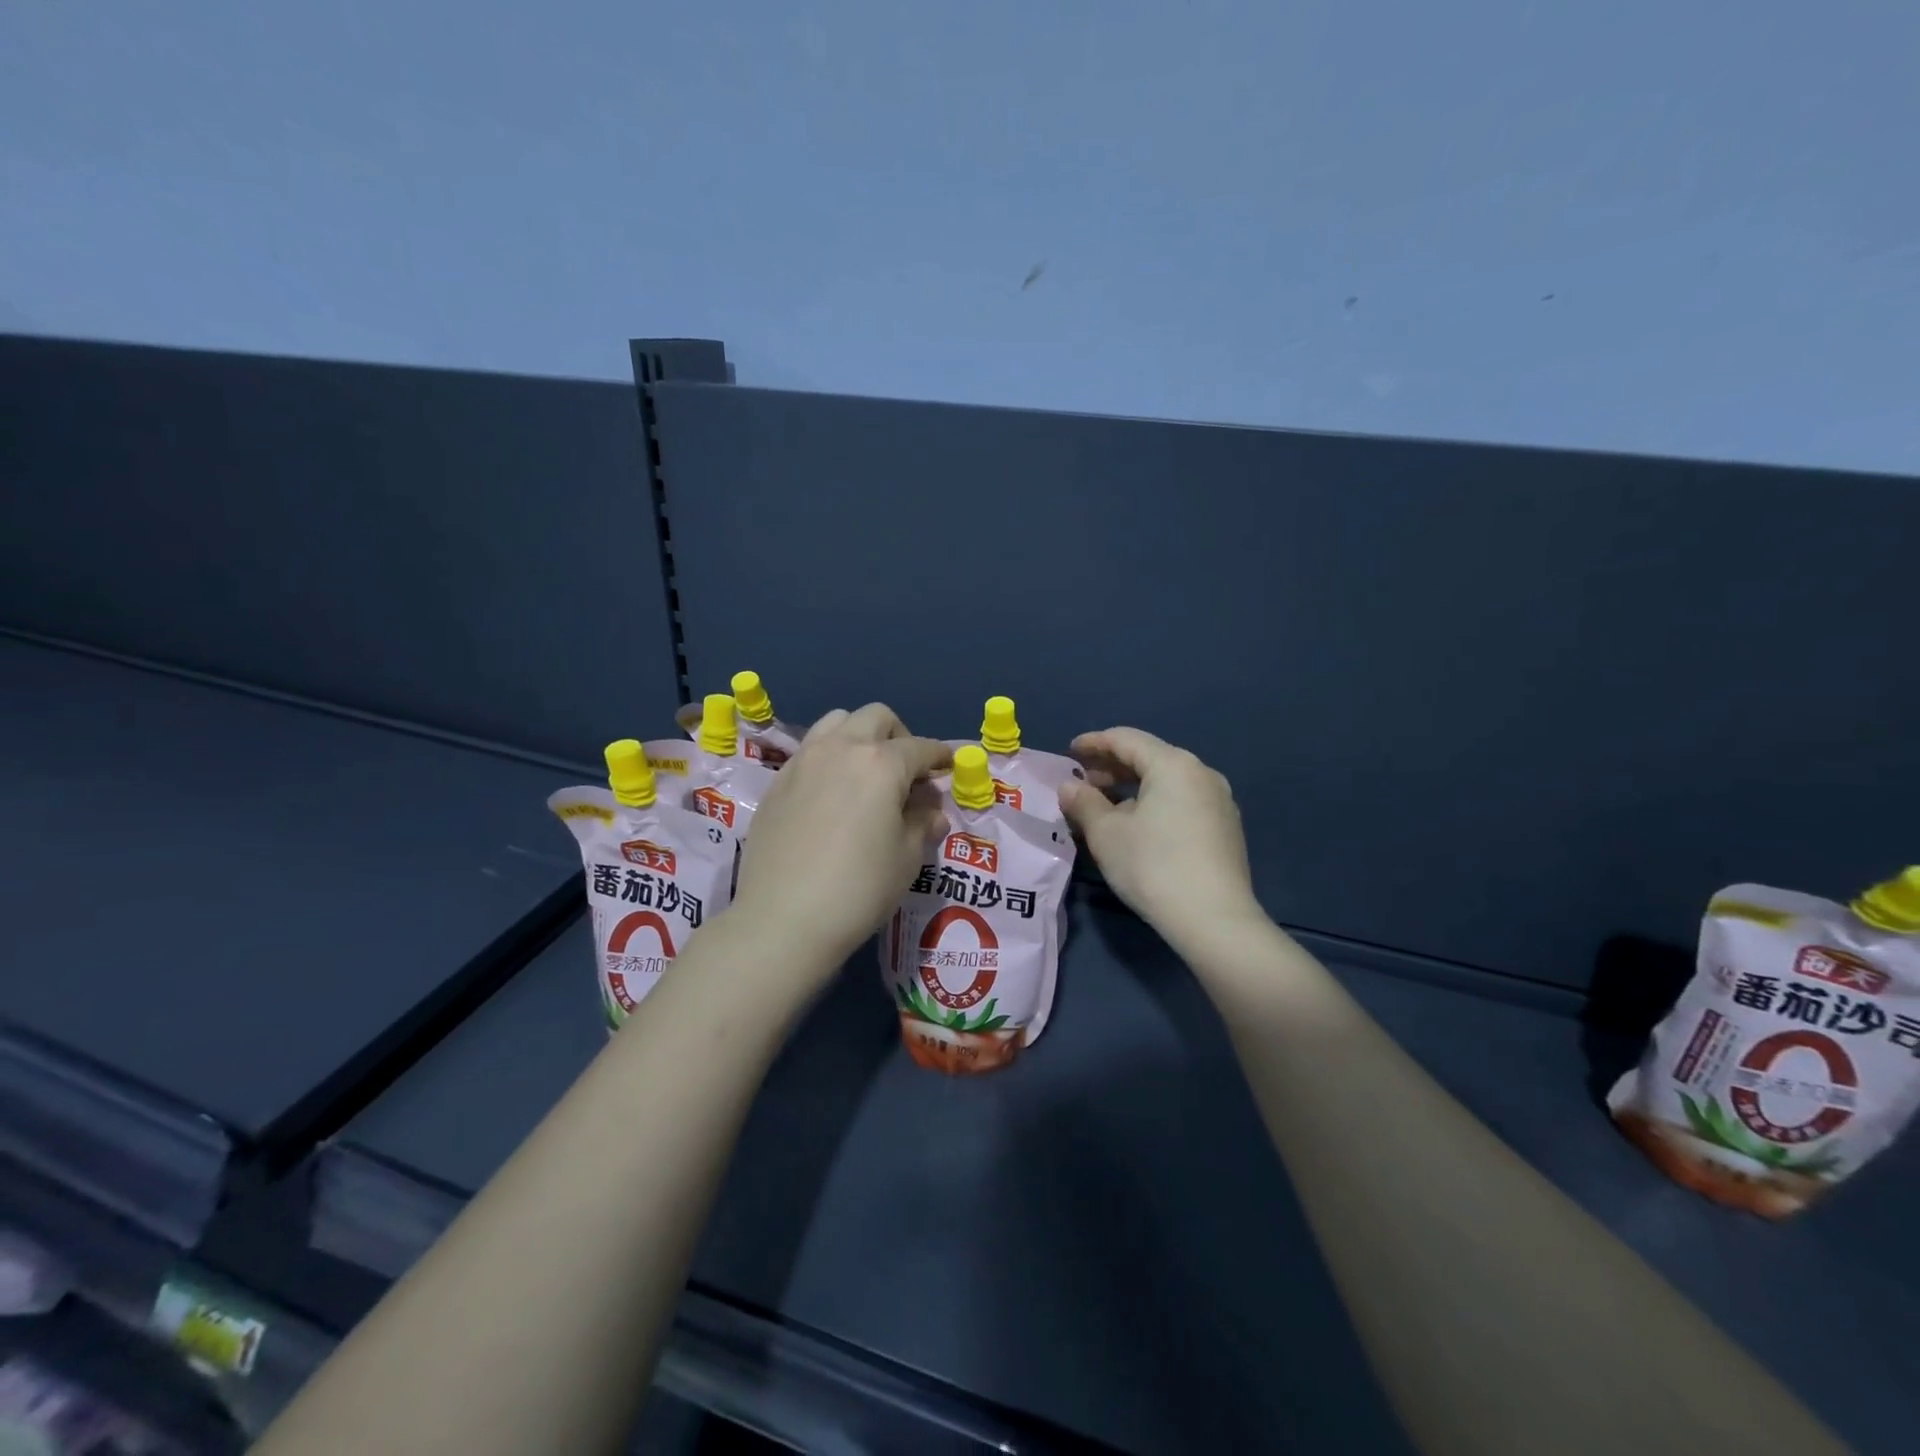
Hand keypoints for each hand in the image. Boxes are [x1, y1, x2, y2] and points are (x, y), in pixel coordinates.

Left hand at [730, 704, 950, 975]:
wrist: (783, 919)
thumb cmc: (859, 889)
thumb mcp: (906, 859)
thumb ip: (921, 824)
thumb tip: (930, 812)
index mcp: (881, 764)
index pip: (921, 747)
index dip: (940, 756)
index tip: (949, 766)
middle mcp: (841, 749)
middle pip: (876, 718)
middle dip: (900, 736)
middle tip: (907, 771)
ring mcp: (804, 761)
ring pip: (837, 722)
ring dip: (860, 736)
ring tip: (866, 772)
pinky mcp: (778, 781)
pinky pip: (810, 750)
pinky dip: (830, 757)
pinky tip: (832, 793)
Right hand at [1059, 727, 1263, 956]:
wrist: (1214, 919)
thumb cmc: (1153, 866)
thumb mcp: (1106, 834)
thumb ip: (1083, 803)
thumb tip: (1069, 787)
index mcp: (1173, 764)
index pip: (1126, 739)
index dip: (1093, 742)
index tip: (1069, 752)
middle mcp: (1202, 773)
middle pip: (1149, 757)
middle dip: (1112, 766)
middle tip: (1083, 783)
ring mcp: (1219, 800)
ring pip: (1167, 781)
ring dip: (1133, 787)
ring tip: (1106, 807)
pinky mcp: (1226, 827)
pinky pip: (1182, 801)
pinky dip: (1155, 803)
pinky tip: (1138, 826)